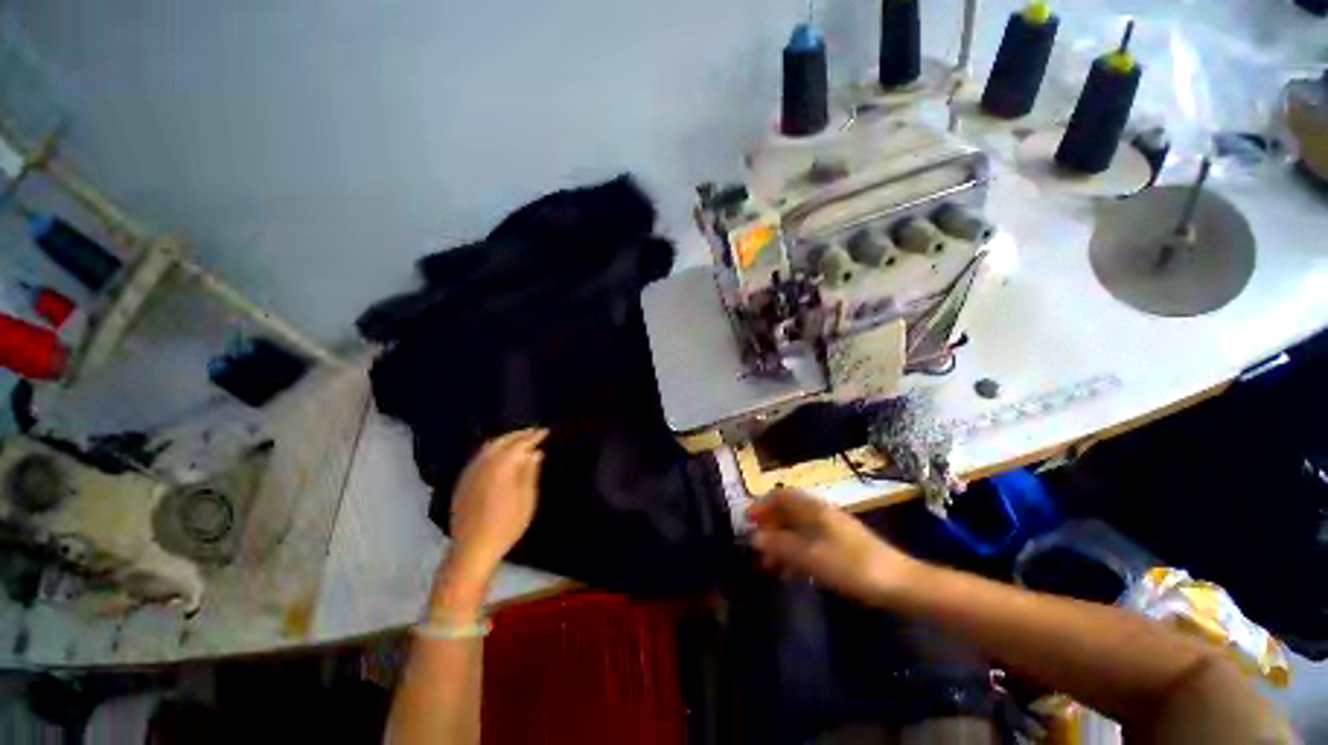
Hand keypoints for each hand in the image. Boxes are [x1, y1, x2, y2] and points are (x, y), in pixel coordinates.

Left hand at [444, 428, 547, 587]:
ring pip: (488, 446)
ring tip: (519, 440)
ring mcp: (470, 472)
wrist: (472, 548)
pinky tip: (500, 455)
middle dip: (519, 434)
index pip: (520, 443)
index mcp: (501, 466)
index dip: (533, 436)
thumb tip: (535, 452)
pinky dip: (493, 449)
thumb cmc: (506, 525)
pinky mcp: (463, 481)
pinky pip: (479, 456)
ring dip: (505, 439)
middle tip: (534, 432)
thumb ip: (529, 472)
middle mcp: (483, 464)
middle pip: (502, 440)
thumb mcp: (527, 499)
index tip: (546, 431)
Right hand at [748, 489, 919, 603]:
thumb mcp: (812, 557)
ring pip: (799, 529)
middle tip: (756, 548)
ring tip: (770, 567)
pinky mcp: (842, 546)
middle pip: (788, 512)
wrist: (901, 584)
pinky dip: (797, 554)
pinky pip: (811, 543)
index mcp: (814, 509)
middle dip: (770, 527)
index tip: (747, 522)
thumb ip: (782, 546)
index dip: (762, 506)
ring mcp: (833, 529)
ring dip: (782, 543)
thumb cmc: (853, 567)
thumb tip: (754, 537)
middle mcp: (822, 513)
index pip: (781, 496)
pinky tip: (792, 573)